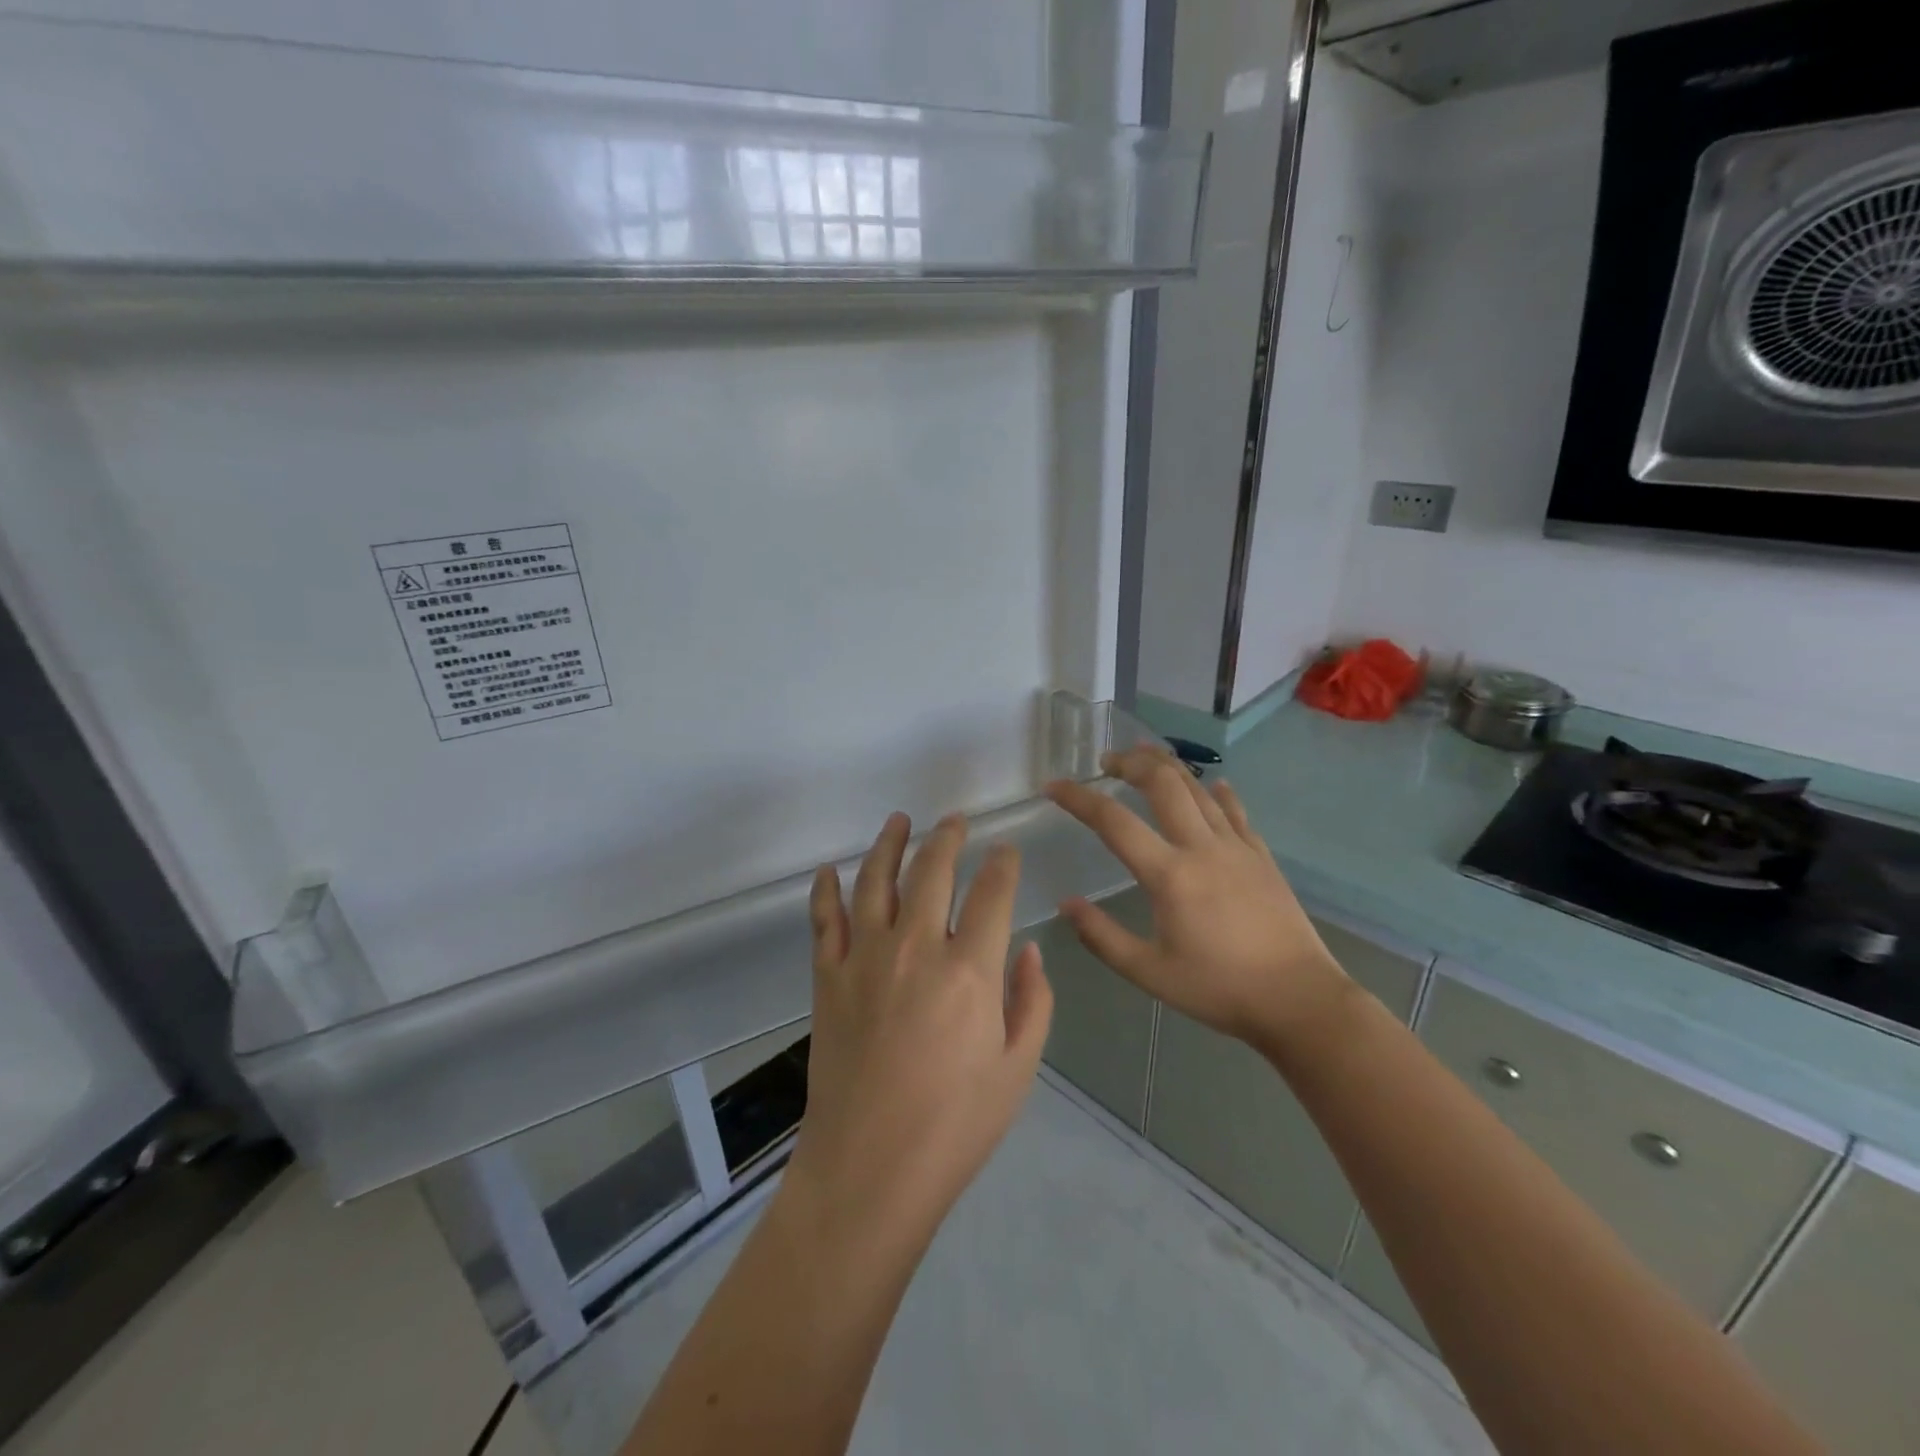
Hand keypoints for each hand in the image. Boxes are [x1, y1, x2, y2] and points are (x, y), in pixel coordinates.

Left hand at [792, 812, 1053, 1242]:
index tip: (1006, 851)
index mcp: (969, 969)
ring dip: (889, 844)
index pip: (992, 893)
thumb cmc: (955, 1126)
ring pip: (875, 880)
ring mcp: (865, 958)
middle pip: (932, 871)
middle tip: (955, 821)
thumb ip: (1032, 1002)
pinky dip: (824, 891)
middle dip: (948, 838)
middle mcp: (916, 947)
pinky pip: (824, 920)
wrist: (869, 1169)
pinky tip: (828, 871)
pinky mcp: (828, 978)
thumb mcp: (1017, 1069)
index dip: (1003, 864)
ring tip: (899, 820)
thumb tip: (1030, 950)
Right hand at [1045, 747, 1347, 1050]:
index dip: (1078, 798)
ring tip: (1144, 755)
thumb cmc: (1219, 989)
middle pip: (1162, 784)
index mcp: (1169, 875)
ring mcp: (1236, 847)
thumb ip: (1102, 937)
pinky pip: (1234, 811)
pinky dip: (1217, 793)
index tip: (1053, 787)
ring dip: (1167, 766)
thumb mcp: (1149, 973)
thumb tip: (1066, 904)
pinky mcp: (1261, 855)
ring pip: (1198, 788)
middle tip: (1106, 761)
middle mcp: (1201, 847)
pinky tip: (1213, 784)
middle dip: (1130, 763)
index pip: (1113, 822)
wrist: (1299, 1000)